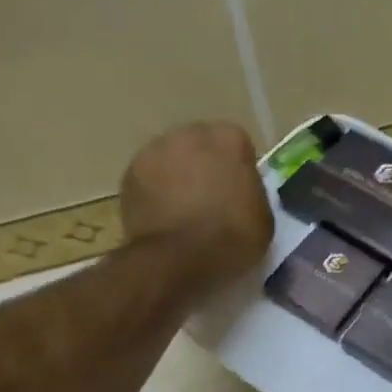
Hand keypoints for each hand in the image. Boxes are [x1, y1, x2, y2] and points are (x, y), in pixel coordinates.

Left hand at [119, 122, 272, 290]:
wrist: (179, 258)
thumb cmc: (232, 236)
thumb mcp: (263, 215)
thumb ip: (251, 191)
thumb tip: (238, 190)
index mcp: (229, 138)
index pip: (236, 145)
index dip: (237, 169)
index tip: (237, 191)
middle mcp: (190, 134)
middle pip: (199, 145)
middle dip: (203, 165)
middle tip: (208, 198)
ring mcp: (155, 151)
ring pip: (170, 158)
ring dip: (176, 175)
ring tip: (180, 209)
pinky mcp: (129, 173)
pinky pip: (148, 178)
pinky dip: (153, 192)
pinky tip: (160, 216)